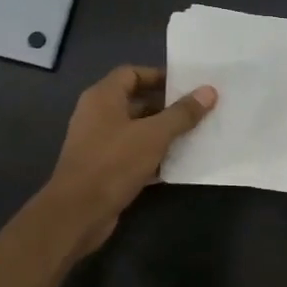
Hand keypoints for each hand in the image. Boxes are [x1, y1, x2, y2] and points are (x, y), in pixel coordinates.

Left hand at [44, 66, 216, 252]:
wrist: (78, 213)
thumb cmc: (114, 163)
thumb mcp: (153, 135)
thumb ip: (181, 113)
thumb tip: (208, 91)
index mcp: (103, 97)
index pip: (131, 73)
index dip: (158, 76)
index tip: (187, 85)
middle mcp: (98, 115)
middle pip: (136, 102)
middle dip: (166, 106)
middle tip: (198, 110)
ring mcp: (99, 143)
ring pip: (136, 130)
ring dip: (162, 133)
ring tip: (195, 134)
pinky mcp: (104, 169)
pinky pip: (133, 154)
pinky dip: (153, 156)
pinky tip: (179, 163)